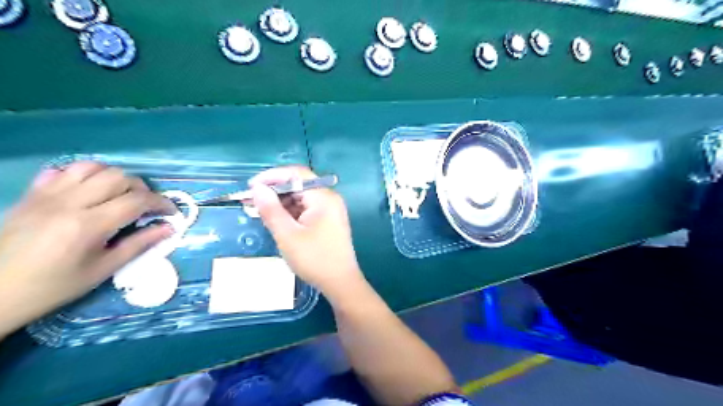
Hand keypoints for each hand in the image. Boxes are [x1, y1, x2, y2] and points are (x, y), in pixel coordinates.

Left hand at [0, 160, 175, 337]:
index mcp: (88, 225)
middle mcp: (69, 203)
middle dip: (141, 189)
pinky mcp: (32, 194)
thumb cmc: (55, 286)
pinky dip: (84, 174)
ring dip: (115, 178)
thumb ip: (139, 244)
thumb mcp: (104, 269)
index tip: (171, 213)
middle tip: (145, 207)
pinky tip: (90, 190)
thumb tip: (169, 228)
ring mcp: (47, 195)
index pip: (137, 201)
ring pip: (92, 167)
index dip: (161, 203)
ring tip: (120, 195)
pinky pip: (63, 170)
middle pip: (118, 177)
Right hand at [251, 166, 363, 298]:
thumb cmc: (314, 259)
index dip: (272, 176)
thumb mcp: (287, 235)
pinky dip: (290, 213)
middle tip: (250, 202)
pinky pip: (306, 209)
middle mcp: (329, 198)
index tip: (250, 187)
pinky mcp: (328, 221)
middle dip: (274, 191)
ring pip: (301, 198)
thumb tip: (257, 188)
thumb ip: (271, 209)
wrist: (341, 283)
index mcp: (323, 197)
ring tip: (259, 212)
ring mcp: (330, 210)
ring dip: (281, 203)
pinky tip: (276, 221)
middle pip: (299, 185)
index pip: (296, 174)